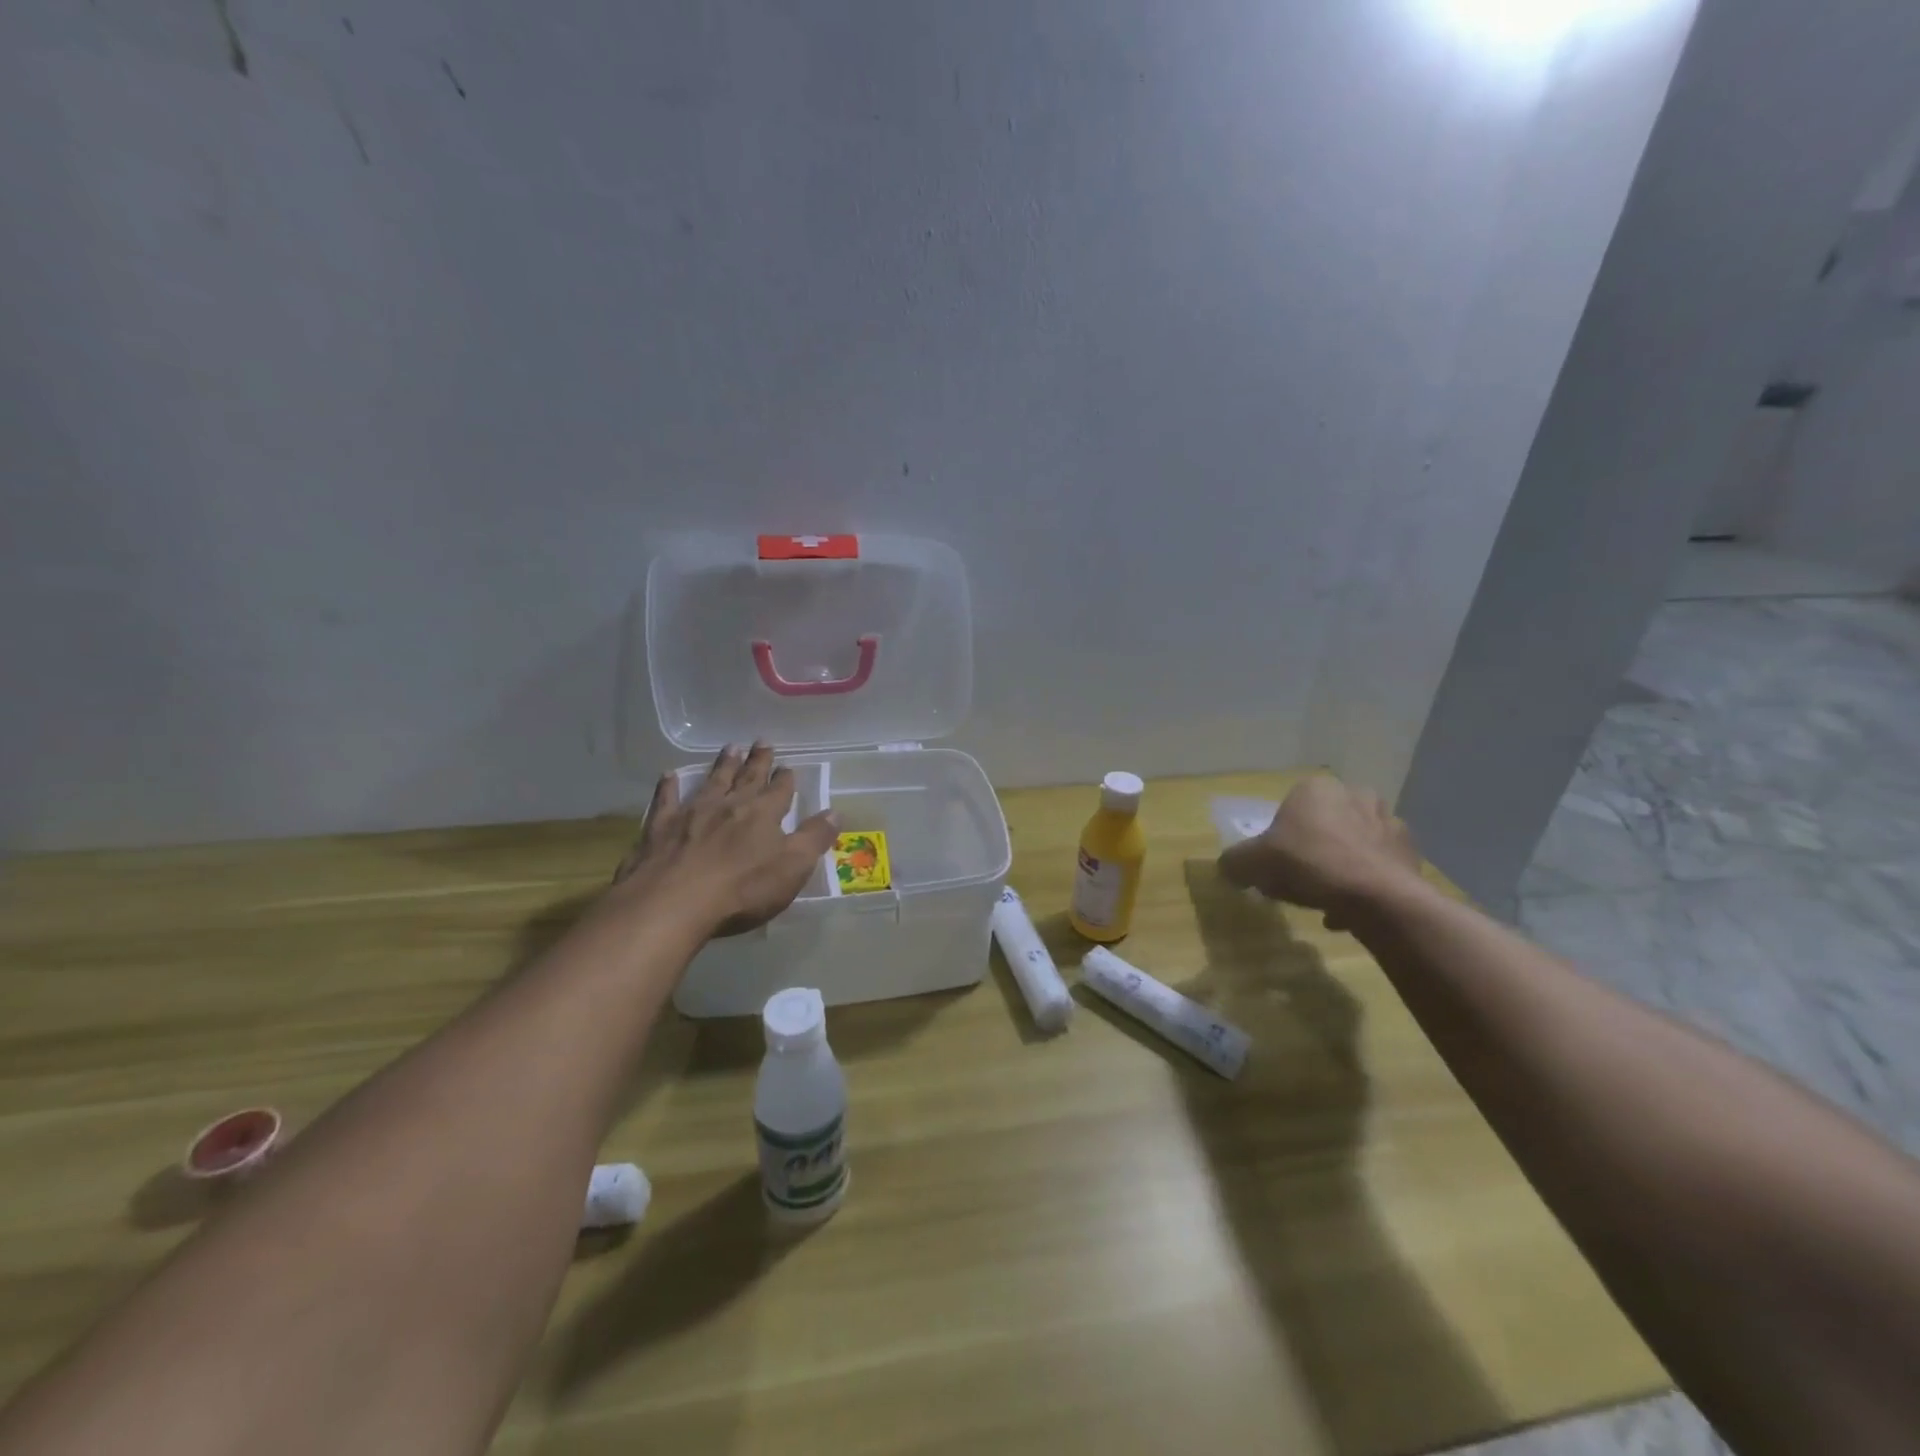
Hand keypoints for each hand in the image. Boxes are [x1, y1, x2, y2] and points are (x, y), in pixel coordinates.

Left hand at [612, 743, 838, 936]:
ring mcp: (692, 813)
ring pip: (712, 782)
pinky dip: (669, 786)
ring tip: (730, 747)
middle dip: (757, 761)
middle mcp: (729, 805)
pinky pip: (666, 800)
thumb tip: (835, 812)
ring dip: (722, 765)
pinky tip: (669, 775)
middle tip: (761, 741)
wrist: (673, 903)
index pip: (779, 790)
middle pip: (747, 778)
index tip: (788, 766)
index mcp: (763, 814)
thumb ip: (814, 838)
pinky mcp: (660, 827)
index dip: (785, 779)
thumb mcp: (793, 867)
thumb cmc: (742, 889)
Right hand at [1218, 775, 1422, 926]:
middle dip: (1313, 848)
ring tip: (1325, 899)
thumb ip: (1235, 861)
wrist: (1377, 896)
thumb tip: (1228, 866)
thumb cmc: (1309, 864)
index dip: (1279, 837)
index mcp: (1315, 788)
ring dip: (1339, 865)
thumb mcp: (1253, 863)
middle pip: (1323, 824)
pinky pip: (1376, 866)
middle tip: (1299, 879)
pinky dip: (1363, 883)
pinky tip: (1349, 908)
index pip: (1289, 807)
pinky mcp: (1410, 852)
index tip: (1275, 863)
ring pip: (1351, 844)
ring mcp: (1388, 822)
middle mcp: (1355, 794)